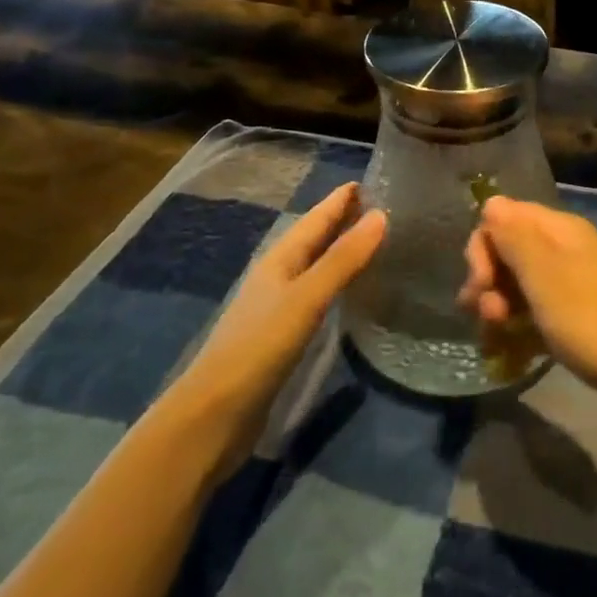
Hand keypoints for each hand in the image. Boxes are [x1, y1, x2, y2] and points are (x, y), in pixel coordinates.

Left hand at [166, 183, 384, 456]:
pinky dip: (336, 282)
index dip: (340, 200)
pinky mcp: (281, 336)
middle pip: (313, 238)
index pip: (315, 218)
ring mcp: (277, 307)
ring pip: (315, 266)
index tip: (370, 180)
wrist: (214, 416)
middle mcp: (277, 277)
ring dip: (340, 250)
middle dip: (342, 220)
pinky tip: (350, 292)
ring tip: (373, 242)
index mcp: (280, 260)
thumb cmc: (259, 348)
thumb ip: (343, 259)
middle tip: (381, 207)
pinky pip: (315, 294)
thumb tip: (382, 215)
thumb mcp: (307, 299)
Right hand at [458, 195, 596, 400]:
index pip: (505, 217)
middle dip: (488, 282)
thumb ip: (514, 235)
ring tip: (496, 340)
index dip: (484, 247)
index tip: (482, 283)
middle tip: (487, 317)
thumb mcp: (544, 274)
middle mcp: (567, 250)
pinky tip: (511, 355)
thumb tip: (492, 202)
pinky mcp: (579, 320)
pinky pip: (538, 315)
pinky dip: (520, 330)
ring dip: (500, 310)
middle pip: (510, 253)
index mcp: (560, 230)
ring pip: (520, 287)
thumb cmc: (591, 320)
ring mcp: (575, 286)